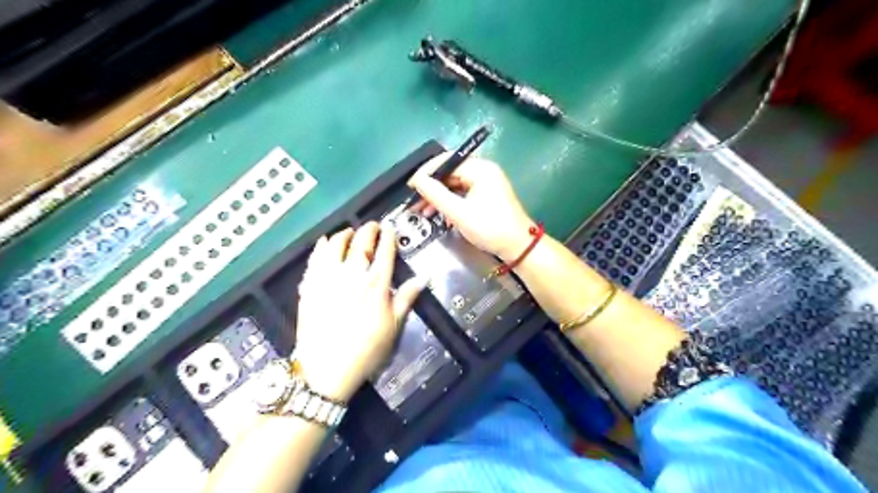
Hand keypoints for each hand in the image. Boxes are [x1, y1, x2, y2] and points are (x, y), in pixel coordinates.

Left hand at [292, 223, 427, 400]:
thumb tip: (424, 277)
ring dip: (344, 234)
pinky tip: (323, 243)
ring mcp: (328, 277)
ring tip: (349, 233)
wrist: (326, 369)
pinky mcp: (310, 285)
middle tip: (372, 226)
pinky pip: (315, 258)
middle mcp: (352, 274)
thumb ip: (406, 297)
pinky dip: (320, 246)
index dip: (388, 236)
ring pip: (335, 244)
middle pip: (361, 242)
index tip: (389, 228)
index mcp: (376, 283)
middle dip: (368, 229)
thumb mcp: (393, 325)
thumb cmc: (366, 349)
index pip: (384, 251)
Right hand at [410, 154, 534, 261]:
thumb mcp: (459, 212)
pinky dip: (450, 203)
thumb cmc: (489, 228)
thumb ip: (436, 194)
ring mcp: (486, 184)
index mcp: (480, 169)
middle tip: (414, 201)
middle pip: (450, 172)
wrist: (518, 247)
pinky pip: (463, 194)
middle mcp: (484, 171)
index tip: (410, 186)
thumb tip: (417, 181)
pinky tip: (439, 215)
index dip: (426, 172)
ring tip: (422, 211)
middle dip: (431, 187)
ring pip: (455, 185)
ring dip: (439, 197)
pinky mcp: (487, 196)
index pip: (446, 161)